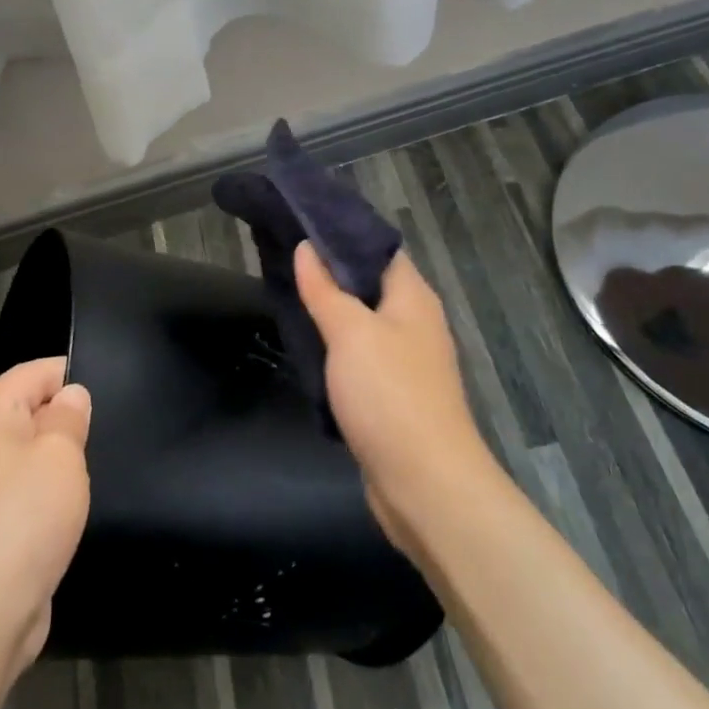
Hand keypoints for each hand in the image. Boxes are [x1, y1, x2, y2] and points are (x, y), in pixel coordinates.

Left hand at [0, 357, 90, 673]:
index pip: (34, 372)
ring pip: (26, 455)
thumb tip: (71, 395)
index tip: (114, 391)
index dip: (73, 376)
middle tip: (109, 432)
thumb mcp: (60, 453)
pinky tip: (71, 508)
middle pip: (28, 412)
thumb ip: (69, 415)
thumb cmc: (23, 516)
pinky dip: (45, 496)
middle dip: (66, 421)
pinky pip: (21, 492)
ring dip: (57, 463)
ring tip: (95, 468)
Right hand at [294, 241, 492, 555]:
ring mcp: (406, 361)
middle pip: (370, 284)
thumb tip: (306, 247)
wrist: (425, 484)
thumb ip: (325, 289)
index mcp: (413, 297)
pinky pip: (360, 357)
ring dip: (330, 311)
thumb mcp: (351, 332)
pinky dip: (335, 348)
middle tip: (282, 258)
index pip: (378, 248)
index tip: (300, 224)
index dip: (343, 233)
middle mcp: (414, 322)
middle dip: (329, 272)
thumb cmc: (390, 394)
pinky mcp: (393, 395)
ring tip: (286, 294)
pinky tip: (306, 345)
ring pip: (362, 322)